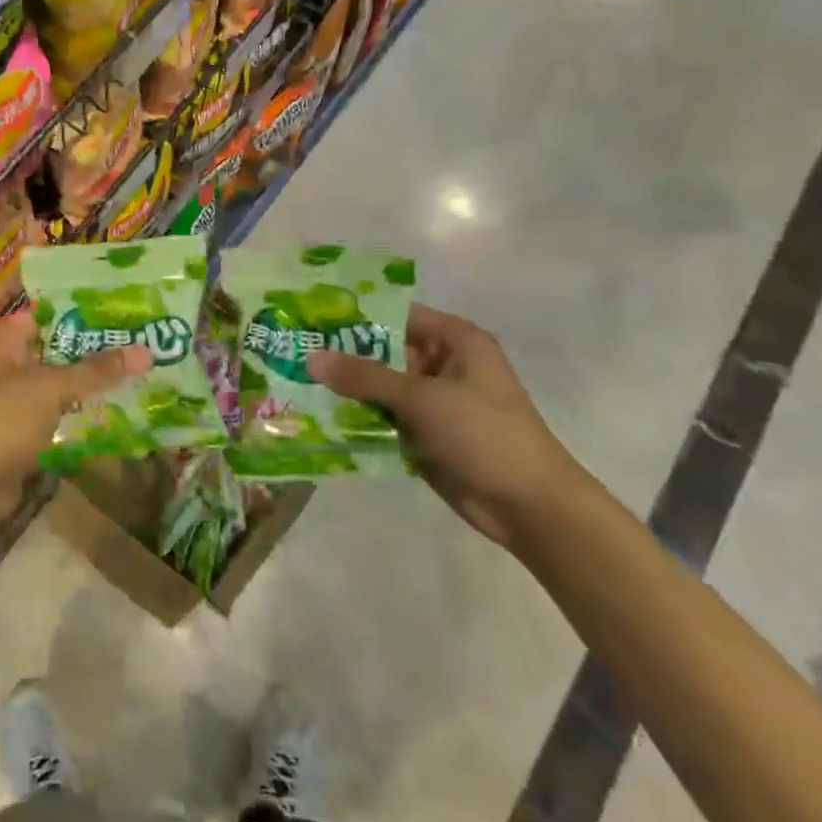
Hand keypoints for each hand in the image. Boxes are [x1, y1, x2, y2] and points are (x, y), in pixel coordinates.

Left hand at [0, 309, 148, 545]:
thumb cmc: (0, 422)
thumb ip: (96, 370)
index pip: (47, 313)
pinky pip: (57, 414)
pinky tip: (117, 409)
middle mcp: (5, 364)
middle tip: (141, 341)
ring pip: (58, 383)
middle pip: (55, 349)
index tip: (124, 311)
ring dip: (90, 383)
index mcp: (2, 341)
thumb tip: (146, 352)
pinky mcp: (21, 433)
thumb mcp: (51, 388)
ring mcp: (12, 400)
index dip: (83, 312)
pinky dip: (80, 413)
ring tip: (138, 372)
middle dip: (94, 348)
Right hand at [309, 305, 588, 547]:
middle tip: (293, 350)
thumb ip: (365, 377)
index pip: (397, 315)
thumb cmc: (483, 433)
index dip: (356, 316)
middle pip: (384, 351)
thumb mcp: (421, 398)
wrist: (528, 505)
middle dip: (343, 354)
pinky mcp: (425, 433)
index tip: (311, 317)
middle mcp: (443, 364)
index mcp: (456, 341)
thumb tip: (310, 358)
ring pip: (381, 386)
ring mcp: (434, 401)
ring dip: (347, 388)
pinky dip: (358, 417)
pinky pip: (384, 416)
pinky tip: (318, 415)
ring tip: (295, 380)